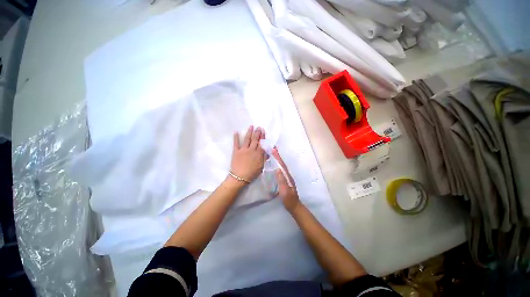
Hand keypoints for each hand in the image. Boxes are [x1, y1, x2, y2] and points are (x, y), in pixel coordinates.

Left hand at [230, 126, 265, 182]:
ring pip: (247, 139)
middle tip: (259, 127)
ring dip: (249, 132)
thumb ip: (265, 158)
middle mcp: (251, 149)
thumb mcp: (261, 166)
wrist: (240, 177)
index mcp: (258, 153)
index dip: (263, 137)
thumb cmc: (252, 173)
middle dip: (257, 132)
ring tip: (251, 126)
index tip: (263, 131)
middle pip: (255, 139)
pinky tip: (236, 132)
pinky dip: (236, 137)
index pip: (261, 143)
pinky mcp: (236, 151)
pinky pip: (236, 143)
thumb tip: (269, 151)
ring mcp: (243, 149)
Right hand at [272, 149, 300, 212]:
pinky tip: (275, 165)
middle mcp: (287, 175)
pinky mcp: (285, 180)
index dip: (278, 157)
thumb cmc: (289, 199)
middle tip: (273, 149)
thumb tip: (277, 169)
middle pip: (282, 163)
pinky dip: (278, 165)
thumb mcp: (285, 190)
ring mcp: (286, 177)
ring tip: (273, 154)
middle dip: (278, 156)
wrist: (294, 206)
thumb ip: (282, 180)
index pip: (282, 164)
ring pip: (282, 166)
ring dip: (278, 159)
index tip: (274, 150)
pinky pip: (281, 170)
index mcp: (287, 176)